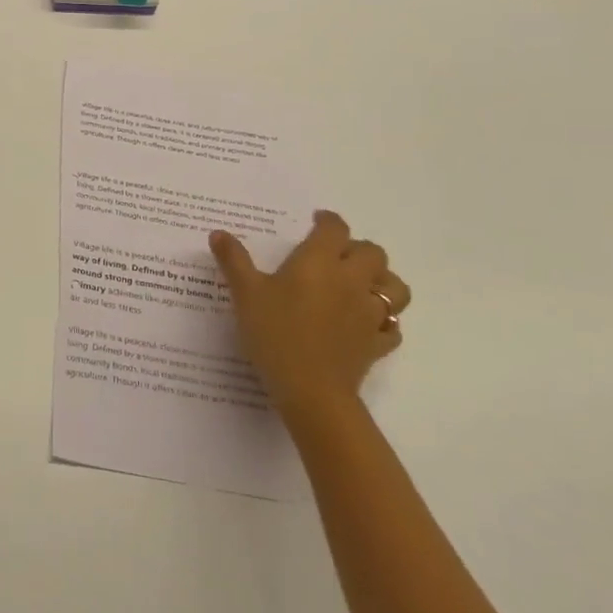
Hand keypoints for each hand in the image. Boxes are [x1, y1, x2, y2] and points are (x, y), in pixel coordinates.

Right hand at [210, 210, 409, 415]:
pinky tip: (367, 325)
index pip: (335, 228)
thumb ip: (234, 260)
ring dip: (382, 281)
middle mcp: (351, 280)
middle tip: (336, 256)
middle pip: (373, 253)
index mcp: (320, 261)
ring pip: (394, 288)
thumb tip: (218, 233)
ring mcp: (369, 314)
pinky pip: (392, 327)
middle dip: (358, 249)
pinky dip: (384, 322)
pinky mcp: (377, 344)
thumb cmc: (276, 333)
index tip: (316, 222)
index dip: (328, 221)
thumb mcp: (245, 293)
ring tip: (362, 286)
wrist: (311, 391)